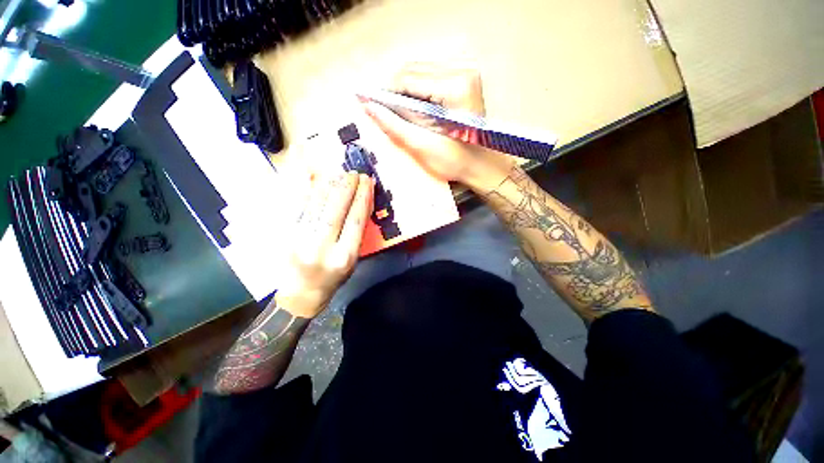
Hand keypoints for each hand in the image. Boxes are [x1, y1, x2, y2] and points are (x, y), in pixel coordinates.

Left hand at [276, 172, 373, 318]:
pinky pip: (297, 208)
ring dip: (329, 186)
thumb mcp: (353, 261)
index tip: (367, 181)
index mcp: (344, 257)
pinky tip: (316, 181)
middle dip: (347, 187)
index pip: (356, 220)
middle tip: (353, 173)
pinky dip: (308, 192)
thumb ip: (357, 234)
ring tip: (338, 174)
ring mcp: (300, 241)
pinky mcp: (284, 237)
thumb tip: (361, 204)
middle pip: (336, 210)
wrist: (300, 295)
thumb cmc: (333, 279)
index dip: (362, 197)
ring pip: (316, 206)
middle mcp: (322, 247)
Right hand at [361, 63, 513, 192]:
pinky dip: (418, 92)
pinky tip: (416, 109)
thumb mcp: (422, 146)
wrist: (482, 166)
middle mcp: (463, 71)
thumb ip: (394, 125)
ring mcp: (466, 73)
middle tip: (388, 114)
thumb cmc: (456, 162)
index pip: (408, 78)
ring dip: (406, 91)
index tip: (374, 108)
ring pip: (421, 72)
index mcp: (455, 87)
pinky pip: (431, 78)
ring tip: (401, 114)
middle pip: (414, 70)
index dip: (386, 93)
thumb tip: (368, 106)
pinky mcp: (465, 80)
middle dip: (396, 92)